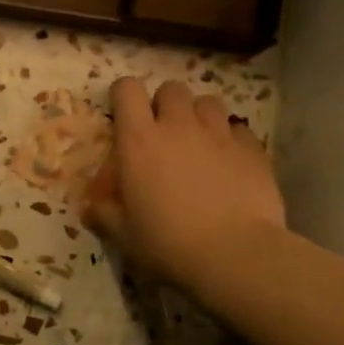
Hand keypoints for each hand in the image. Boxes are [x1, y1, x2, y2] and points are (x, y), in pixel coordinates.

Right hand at [82, 78, 287, 299]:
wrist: (234, 255)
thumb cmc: (168, 243)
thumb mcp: (123, 234)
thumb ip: (104, 213)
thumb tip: (91, 207)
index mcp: (139, 139)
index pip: (127, 89)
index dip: (124, 96)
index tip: (124, 115)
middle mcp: (178, 125)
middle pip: (171, 89)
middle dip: (165, 105)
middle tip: (164, 133)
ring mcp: (219, 133)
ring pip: (208, 102)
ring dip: (200, 116)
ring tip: (200, 142)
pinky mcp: (252, 149)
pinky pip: (239, 129)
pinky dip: (231, 140)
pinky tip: (230, 162)